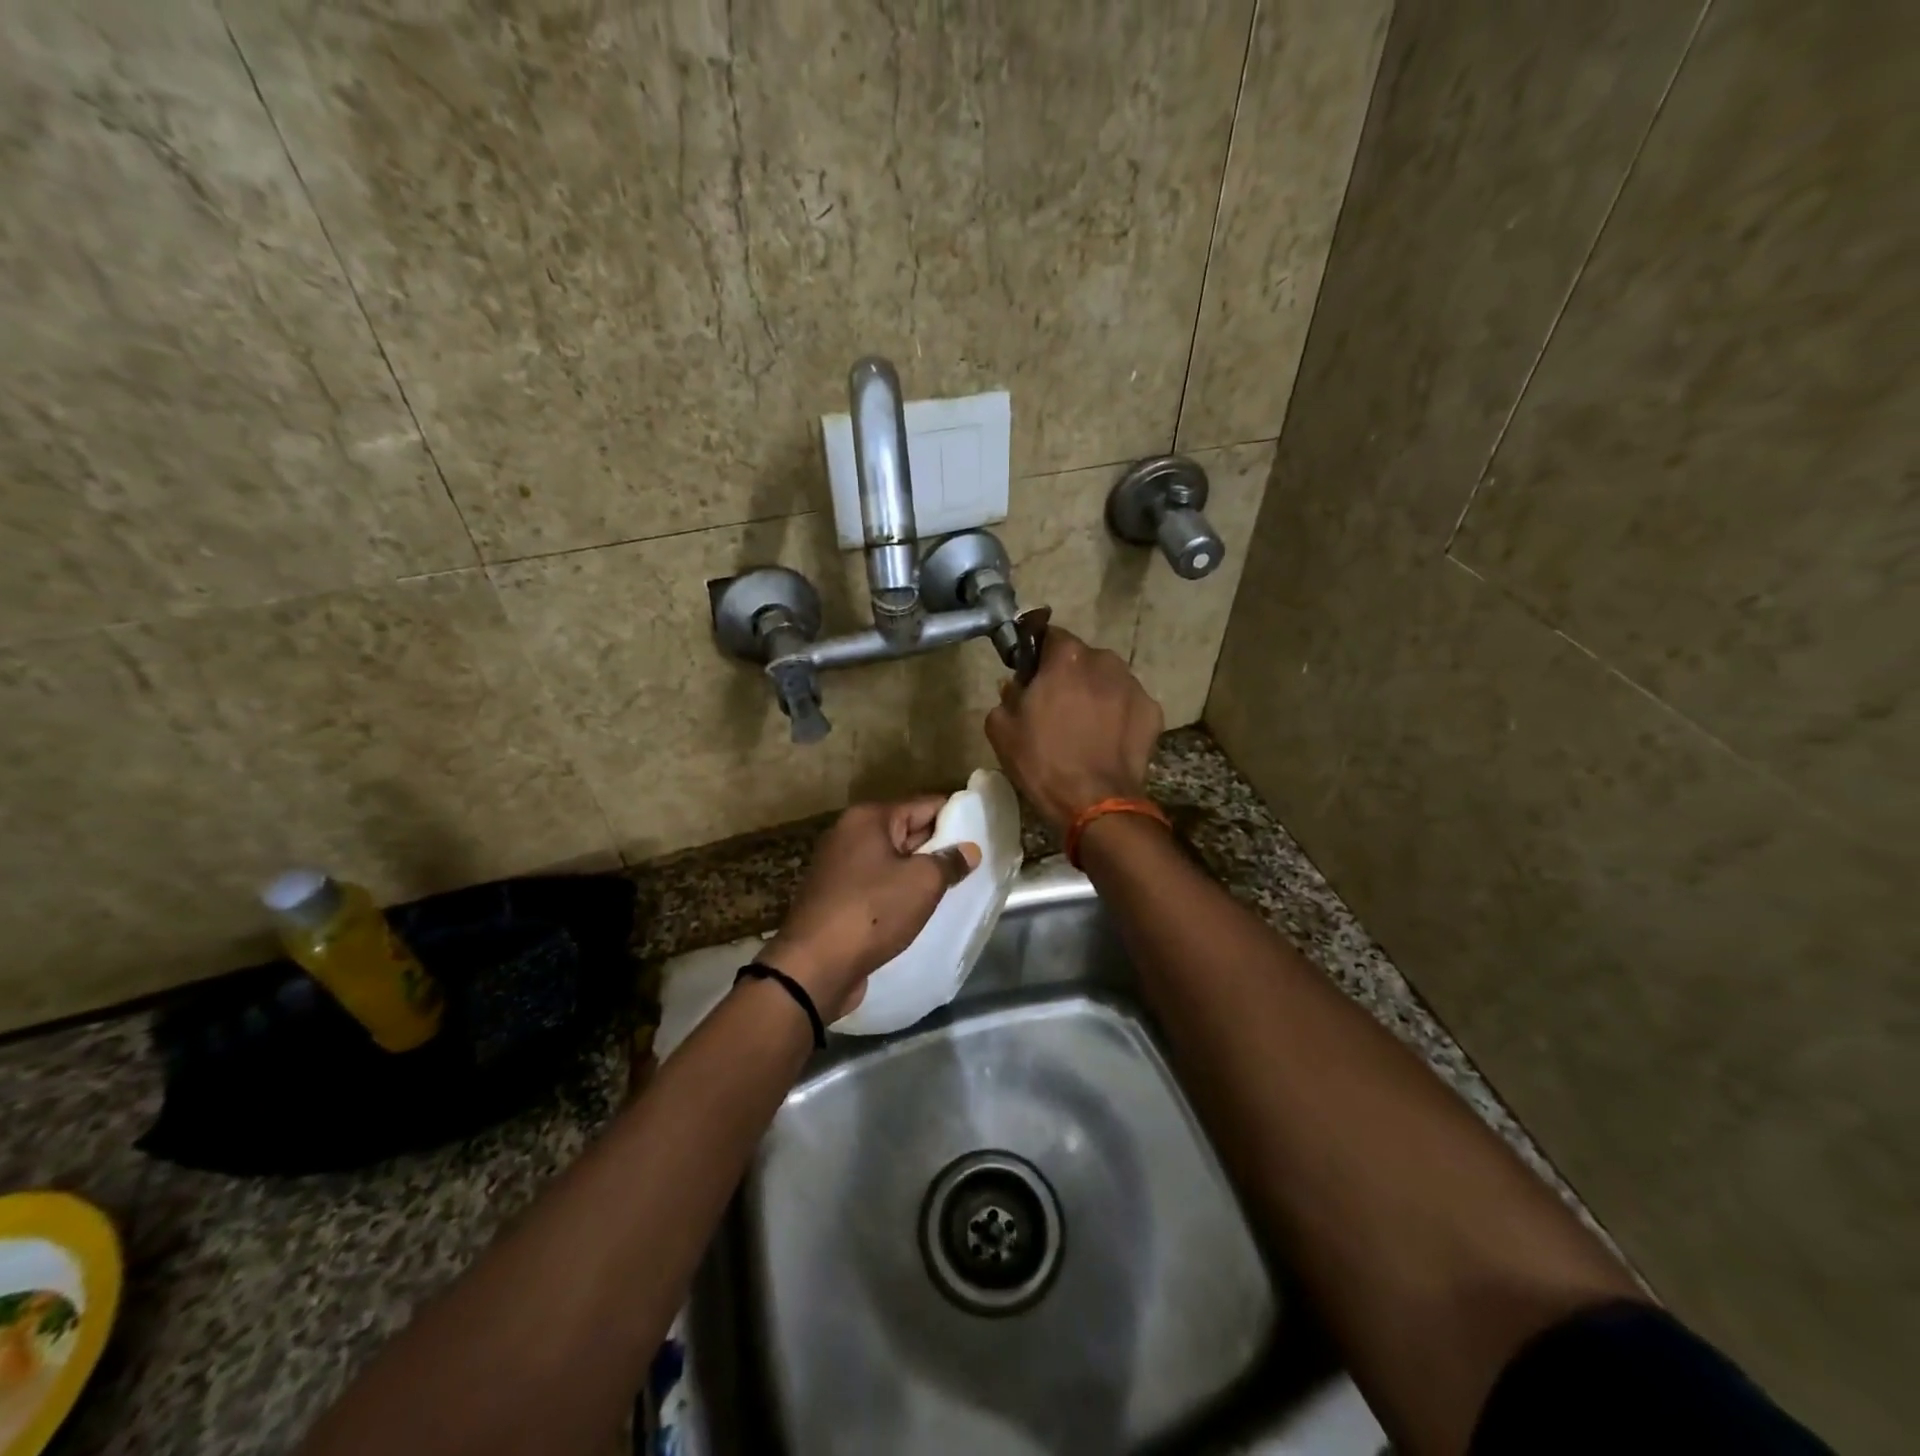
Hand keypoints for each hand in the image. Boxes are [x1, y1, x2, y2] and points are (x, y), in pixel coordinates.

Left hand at [759, 798, 981, 1020]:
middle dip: (938, 845)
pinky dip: (898, 892)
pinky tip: (921, 908)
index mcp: (868, 818)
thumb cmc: (873, 912)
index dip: (955, 816)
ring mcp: (839, 867)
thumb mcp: (922, 883)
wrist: (814, 966)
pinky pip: (877, 885)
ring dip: (918, 872)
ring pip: (891, 861)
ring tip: (955, 886)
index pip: (924, 804)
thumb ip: (949, 862)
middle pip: (906, 830)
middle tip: (975, 861)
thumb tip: (969, 850)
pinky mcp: (836, 898)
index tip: (982, 831)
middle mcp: (849, 834)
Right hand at [985, 626, 1163, 829]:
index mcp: (1067, 657)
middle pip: (1081, 660)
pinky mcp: (1153, 712)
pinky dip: (1118, 717)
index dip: (1038, 655)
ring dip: (1095, 695)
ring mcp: (1134, 686)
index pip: (1049, 635)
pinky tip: (1106, 742)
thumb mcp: (1001, 728)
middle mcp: (1105, 661)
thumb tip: (1017, 687)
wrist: (1095, 803)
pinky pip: (1128, 705)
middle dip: (1069, 676)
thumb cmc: (1042, 761)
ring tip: (1084, 728)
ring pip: (1107, 681)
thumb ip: (1008, 695)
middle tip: (1056, 707)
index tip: (1031, 676)